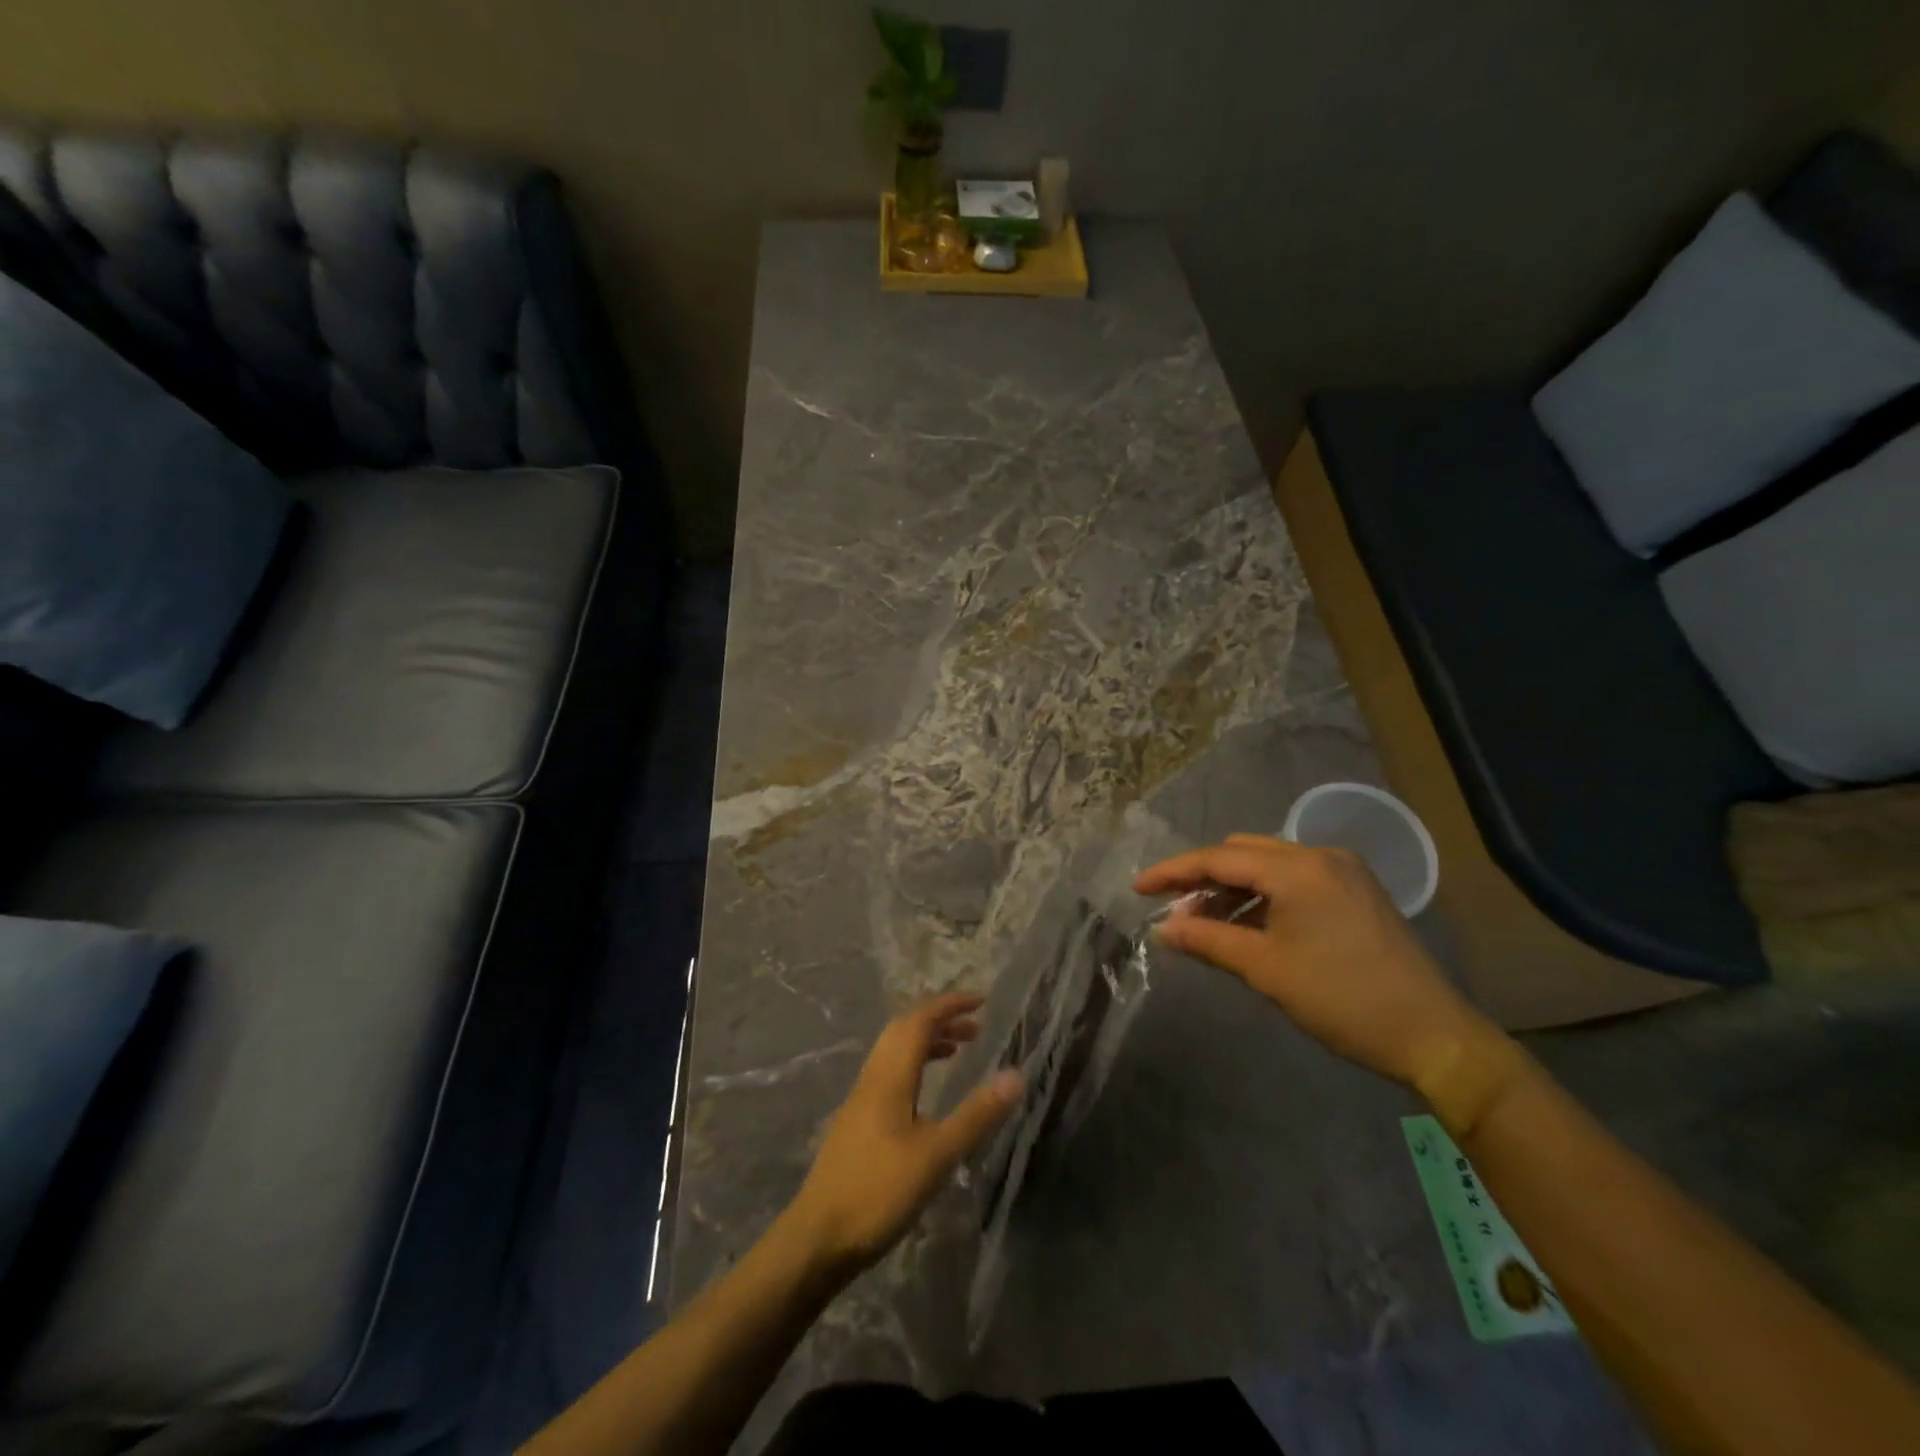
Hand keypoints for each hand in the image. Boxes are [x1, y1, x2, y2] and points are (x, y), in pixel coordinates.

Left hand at [785, 993, 1023, 1276]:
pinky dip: (914, 1066)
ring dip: (926, 1042)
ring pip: (894, 1053)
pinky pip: (889, 1074)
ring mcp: (860, 1101)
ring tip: (959, 1051)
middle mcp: (872, 1079)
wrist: (817, 1239)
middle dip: (940, 1019)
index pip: (919, 1021)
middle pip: (904, 1031)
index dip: (949, 1005)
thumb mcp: (936, 1155)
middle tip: (975, 1027)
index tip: (981, 1000)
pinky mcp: (857, 1123)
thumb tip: (1016, 1074)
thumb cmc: (878, 1192)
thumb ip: (976, 1114)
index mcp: (889, 1077)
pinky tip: (926, 1097)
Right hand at [1134, 834, 1505, 1093]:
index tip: (1138, 889)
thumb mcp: (1265, 969)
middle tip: (1175, 912)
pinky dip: (1263, 898)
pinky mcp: (1355, 892)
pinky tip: (1247, 927)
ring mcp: (1343, 872)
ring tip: (1205, 925)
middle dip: (1203, 878)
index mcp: (1298, 868)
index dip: (1173, 872)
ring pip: (1268, 866)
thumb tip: (1163, 929)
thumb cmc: (1342, 999)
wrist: (1433, 1036)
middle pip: (1243, 853)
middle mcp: (1320, 856)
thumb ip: (1208, 941)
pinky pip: (1294, 881)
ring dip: (1233, 890)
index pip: (1218, 858)